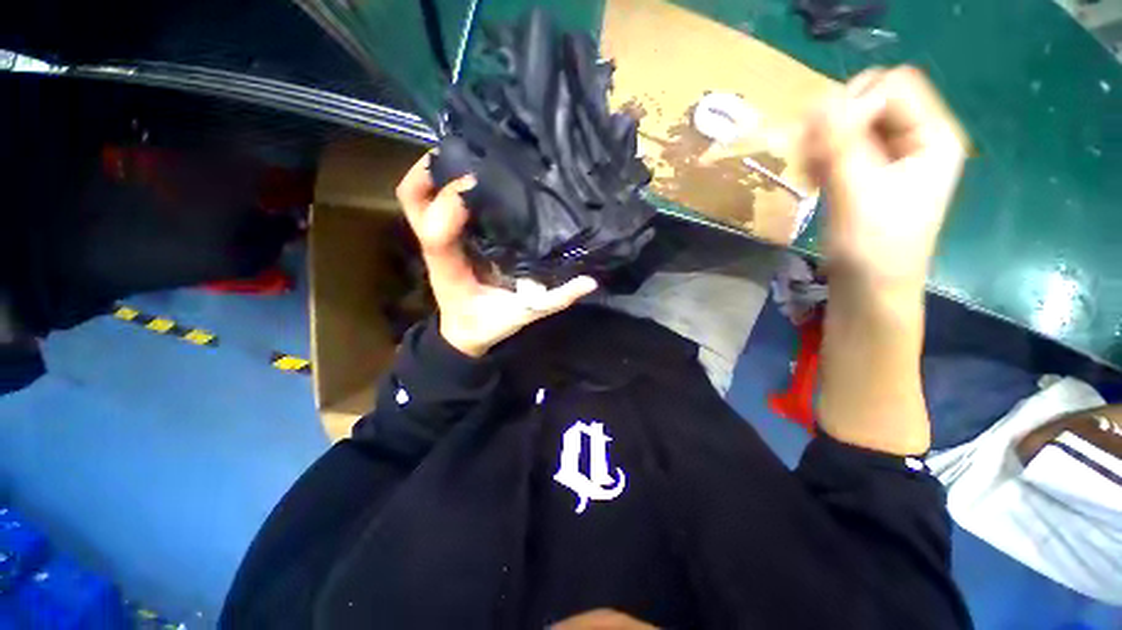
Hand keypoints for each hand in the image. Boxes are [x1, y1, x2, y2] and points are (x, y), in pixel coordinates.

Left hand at [395, 154, 597, 357]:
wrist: (464, 334)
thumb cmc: (487, 325)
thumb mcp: (524, 315)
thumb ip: (555, 300)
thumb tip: (589, 282)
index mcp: (451, 269)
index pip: (436, 231)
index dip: (452, 202)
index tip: (481, 182)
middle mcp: (437, 249)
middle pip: (412, 201)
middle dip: (429, 170)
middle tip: (463, 150)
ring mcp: (437, 242)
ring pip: (416, 199)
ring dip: (434, 172)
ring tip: (468, 153)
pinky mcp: (444, 240)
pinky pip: (431, 205)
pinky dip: (442, 184)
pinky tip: (472, 176)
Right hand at [803, 66, 965, 294]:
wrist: (869, 287)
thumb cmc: (873, 247)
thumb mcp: (858, 193)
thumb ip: (840, 145)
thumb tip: (817, 101)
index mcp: (933, 136)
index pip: (894, 86)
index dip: (856, 106)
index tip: (829, 147)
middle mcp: (916, 137)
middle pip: (872, 96)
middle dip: (836, 122)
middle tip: (814, 158)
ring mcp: (891, 154)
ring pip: (851, 120)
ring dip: (822, 141)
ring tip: (810, 173)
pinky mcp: (867, 171)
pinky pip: (839, 144)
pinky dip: (820, 155)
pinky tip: (812, 178)